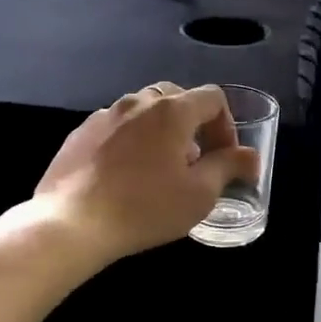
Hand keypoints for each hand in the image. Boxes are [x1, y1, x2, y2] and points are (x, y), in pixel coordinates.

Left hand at [36, 82, 258, 263]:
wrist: (70, 224)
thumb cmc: (144, 208)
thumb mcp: (199, 194)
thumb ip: (229, 167)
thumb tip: (250, 157)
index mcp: (172, 110)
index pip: (213, 98)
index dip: (227, 125)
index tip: (224, 157)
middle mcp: (138, 102)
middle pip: (177, 97)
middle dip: (193, 123)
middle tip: (194, 160)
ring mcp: (104, 115)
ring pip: (143, 110)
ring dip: (160, 131)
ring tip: (159, 169)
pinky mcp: (79, 133)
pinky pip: (115, 126)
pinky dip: (130, 140)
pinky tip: (124, 175)